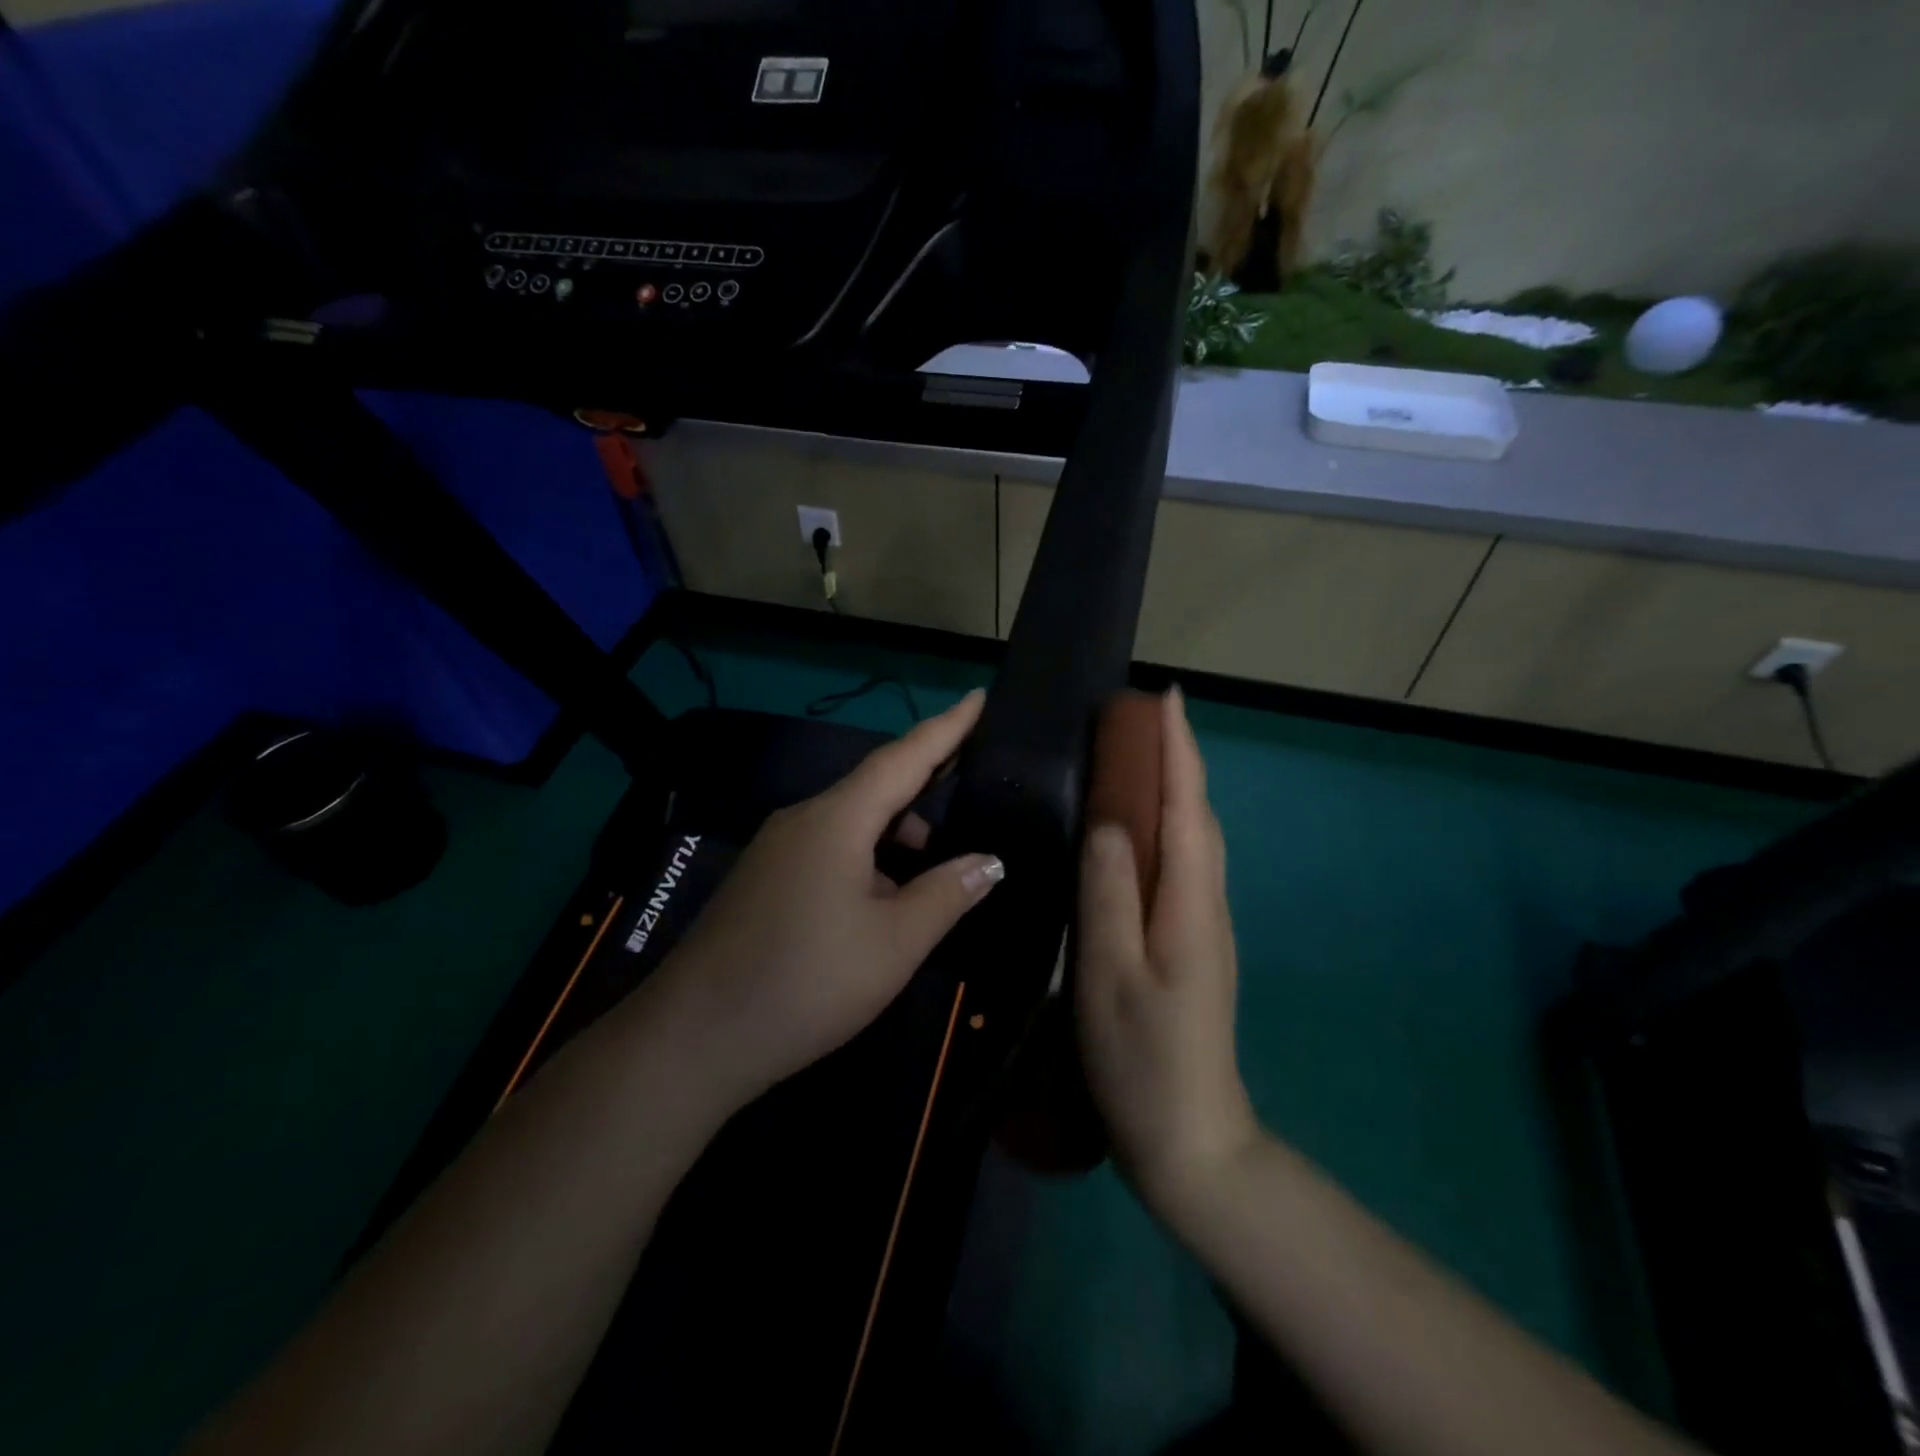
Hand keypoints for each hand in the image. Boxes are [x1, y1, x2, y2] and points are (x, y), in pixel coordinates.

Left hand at [646, 690, 1003, 1107]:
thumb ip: (947, 894)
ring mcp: (777, 849)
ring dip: (897, 832)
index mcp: (838, 819)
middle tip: (973, 786)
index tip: (979, 697)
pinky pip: (828, 847)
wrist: (694, 1038)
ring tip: (937, 866)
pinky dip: (868, 856)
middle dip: (926, 784)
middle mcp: (804, 819)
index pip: (903, 757)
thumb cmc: (807, 982)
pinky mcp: (765, 878)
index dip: (947, 728)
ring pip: (851, 822)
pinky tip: (884, 898)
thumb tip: (990, 861)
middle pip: (876, 786)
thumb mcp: (894, 943)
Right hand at [1077, 688, 1258, 1220]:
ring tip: (1134, 759)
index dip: (1178, 749)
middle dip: (1176, 758)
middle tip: (1136, 720)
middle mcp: (1206, 902)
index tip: (1166, 696)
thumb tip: (1108, 819)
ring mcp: (1204, 925)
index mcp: (1190, 903)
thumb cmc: (1142, 1059)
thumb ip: (1108, 894)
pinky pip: (1182, 864)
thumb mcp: (1110, 975)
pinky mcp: (1192, 942)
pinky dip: (1165, 827)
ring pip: (1193, 839)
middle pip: (1197, 815)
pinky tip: (1136, 831)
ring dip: (1172, 789)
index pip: (1186, 807)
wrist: (1191, 1139)